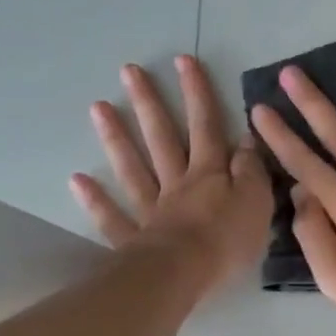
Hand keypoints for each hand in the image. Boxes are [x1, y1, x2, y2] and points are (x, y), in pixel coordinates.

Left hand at [70, 55, 271, 299]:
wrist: (185, 276)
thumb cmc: (227, 240)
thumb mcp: (258, 201)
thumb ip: (252, 169)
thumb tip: (245, 138)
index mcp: (210, 174)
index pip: (206, 126)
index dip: (197, 93)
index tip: (183, 60)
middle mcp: (177, 184)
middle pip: (161, 138)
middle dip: (149, 103)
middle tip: (128, 70)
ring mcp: (150, 211)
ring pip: (132, 168)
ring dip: (116, 138)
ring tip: (98, 107)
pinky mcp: (133, 240)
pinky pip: (112, 217)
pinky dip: (95, 199)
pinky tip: (77, 180)